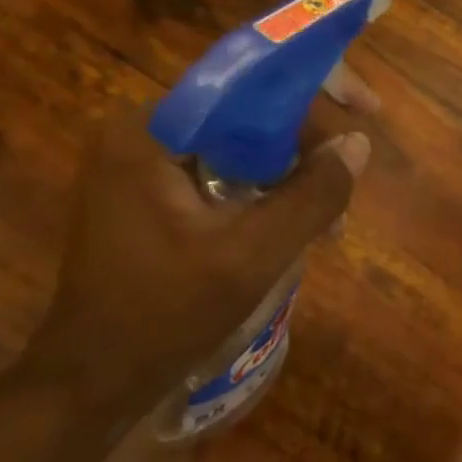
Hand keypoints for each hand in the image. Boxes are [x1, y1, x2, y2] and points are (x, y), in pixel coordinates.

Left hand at [17, 96, 371, 415]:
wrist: (94, 380)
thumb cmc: (164, 316)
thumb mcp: (251, 256)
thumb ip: (310, 196)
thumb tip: (358, 144)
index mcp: (151, 132)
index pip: (246, 82)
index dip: (313, 86)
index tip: (366, 108)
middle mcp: (142, 134)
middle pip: (246, 110)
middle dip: (308, 139)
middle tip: (351, 172)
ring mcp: (144, 166)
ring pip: (240, 144)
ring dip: (292, 171)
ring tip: (331, 217)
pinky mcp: (152, 196)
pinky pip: (224, 172)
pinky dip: (266, 191)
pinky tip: (296, 226)